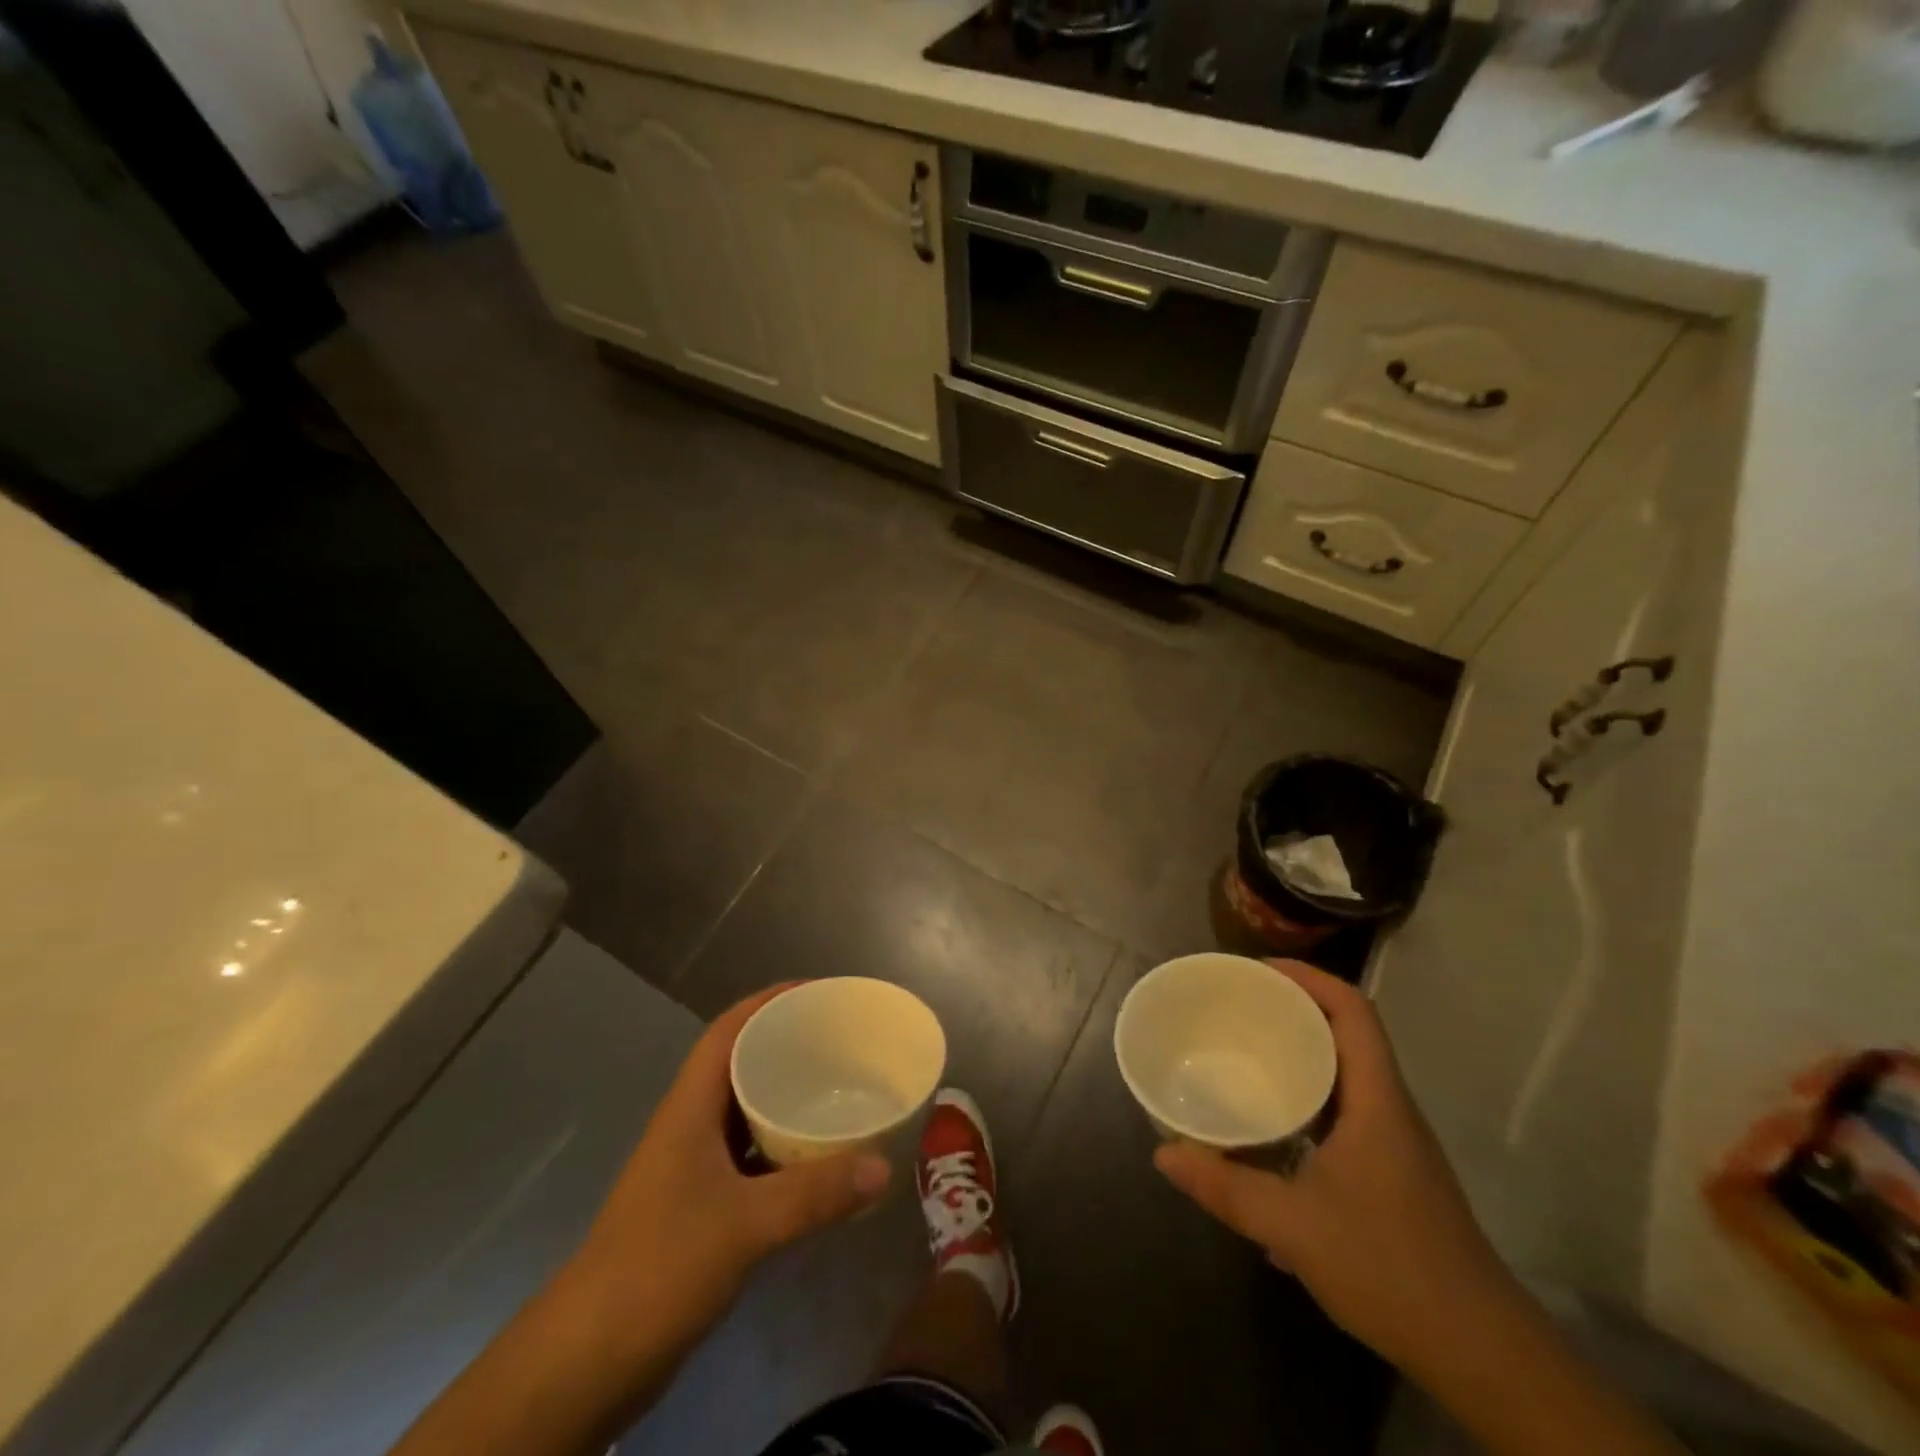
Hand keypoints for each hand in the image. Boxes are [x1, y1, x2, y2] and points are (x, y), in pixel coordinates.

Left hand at [567, 983, 892, 1371]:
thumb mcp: (744, 1225)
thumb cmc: (658, 1267)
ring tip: (840, 1090)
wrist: (586, 1361)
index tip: (818, 993)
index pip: (728, 1030)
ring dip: (787, 1098)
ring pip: (747, 1112)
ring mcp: (692, 1167)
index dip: (769, 1001)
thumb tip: (884, 1165)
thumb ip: (815, 1195)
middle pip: (741, 1064)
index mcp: (690, 1106)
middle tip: (843, 1042)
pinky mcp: (699, 1206)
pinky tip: (818, 1161)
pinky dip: (783, 1149)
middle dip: (788, 1045)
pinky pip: (750, 1157)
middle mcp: (690, 1125)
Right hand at [1154, 960, 1512, 1371]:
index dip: (1308, 977)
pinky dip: (1308, 1103)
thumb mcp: (1294, 1226)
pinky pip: (1346, 1114)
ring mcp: (1395, 1145)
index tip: (1257, 970)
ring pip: (1347, 1077)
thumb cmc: (1391, 1269)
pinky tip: (1272, 1136)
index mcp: (1377, 1100)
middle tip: (1238, 1008)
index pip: (1353, 1011)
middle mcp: (1390, 1110)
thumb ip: (1226, 1187)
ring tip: (1247, 1057)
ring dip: (1301, 1058)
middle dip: (1294, 1011)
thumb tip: (1163, 1155)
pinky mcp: (1392, 1175)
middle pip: (1347, 1035)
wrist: (1483, 1355)